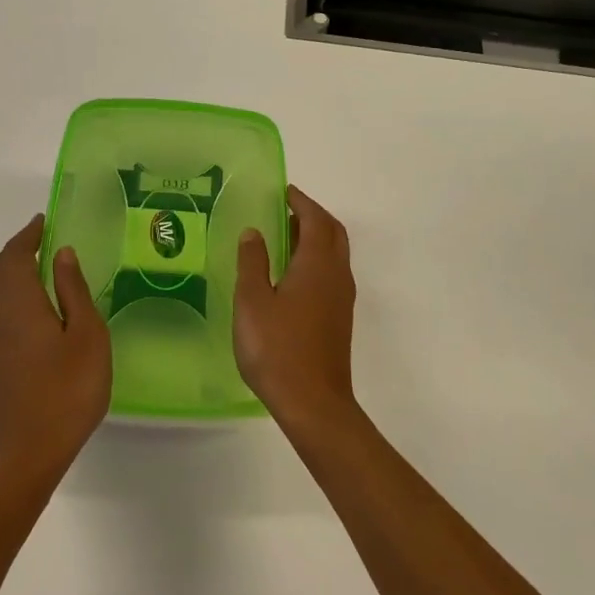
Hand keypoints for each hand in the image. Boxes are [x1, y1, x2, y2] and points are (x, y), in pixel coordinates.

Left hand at [0, 214, 111, 485]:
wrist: (27, 452)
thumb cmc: (67, 389)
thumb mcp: (86, 335)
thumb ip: (74, 291)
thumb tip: (62, 254)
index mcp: (20, 303)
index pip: (14, 256)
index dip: (28, 235)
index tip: (45, 221)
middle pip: (1, 272)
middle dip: (20, 251)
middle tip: (46, 240)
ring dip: (18, 274)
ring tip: (48, 271)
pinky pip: (3, 315)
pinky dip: (19, 297)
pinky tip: (43, 313)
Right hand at [234, 185, 358, 437]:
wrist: (313, 403)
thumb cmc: (277, 348)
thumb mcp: (253, 302)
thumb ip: (253, 262)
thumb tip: (253, 232)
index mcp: (318, 265)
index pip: (316, 220)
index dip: (301, 202)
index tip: (284, 191)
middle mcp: (337, 275)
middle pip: (333, 233)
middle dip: (313, 215)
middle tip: (286, 209)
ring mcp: (342, 299)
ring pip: (335, 254)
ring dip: (316, 238)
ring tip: (286, 236)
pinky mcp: (339, 318)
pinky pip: (331, 273)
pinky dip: (316, 259)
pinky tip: (292, 274)